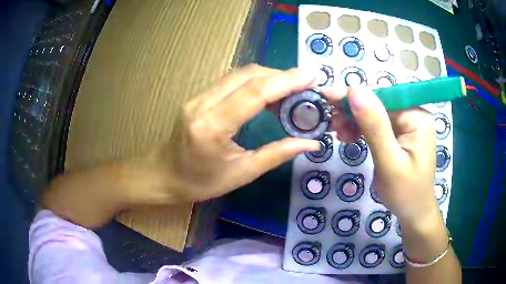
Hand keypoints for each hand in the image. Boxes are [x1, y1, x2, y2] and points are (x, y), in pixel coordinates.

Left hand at [151, 64, 320, 202]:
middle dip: (282, 76)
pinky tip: (270, 93)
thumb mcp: (241, 174)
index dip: (286, 81)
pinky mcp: (199, 96)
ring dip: (270, 77)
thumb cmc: (199, 182)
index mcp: (212, 126)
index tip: (312, 76)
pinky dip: (256, 82)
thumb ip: (277, 154)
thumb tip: (310, 143)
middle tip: (307, 85)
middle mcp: (203, 103)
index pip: (254, 92)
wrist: (163, 175)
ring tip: (293, 90)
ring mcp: (198, 96)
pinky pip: (232, 81)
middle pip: (248, 75)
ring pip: (240, 74)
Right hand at [323, 87, 439, 225]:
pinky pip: (376, 123)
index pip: (383, 96)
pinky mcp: (399, 132)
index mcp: (417, 117)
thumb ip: (375, 126)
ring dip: (354, 119)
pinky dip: (360, 128)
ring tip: (338, 132)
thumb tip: (355, 90)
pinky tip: (349, 136)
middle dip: (353, 109)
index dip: (355, 95)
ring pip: (374, 112)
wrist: (414, 212)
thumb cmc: (405, 193)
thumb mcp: (389, 162)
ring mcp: (407, 123)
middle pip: (378, 102)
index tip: (327, 97)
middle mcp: (413, 114)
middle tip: (331, 121)